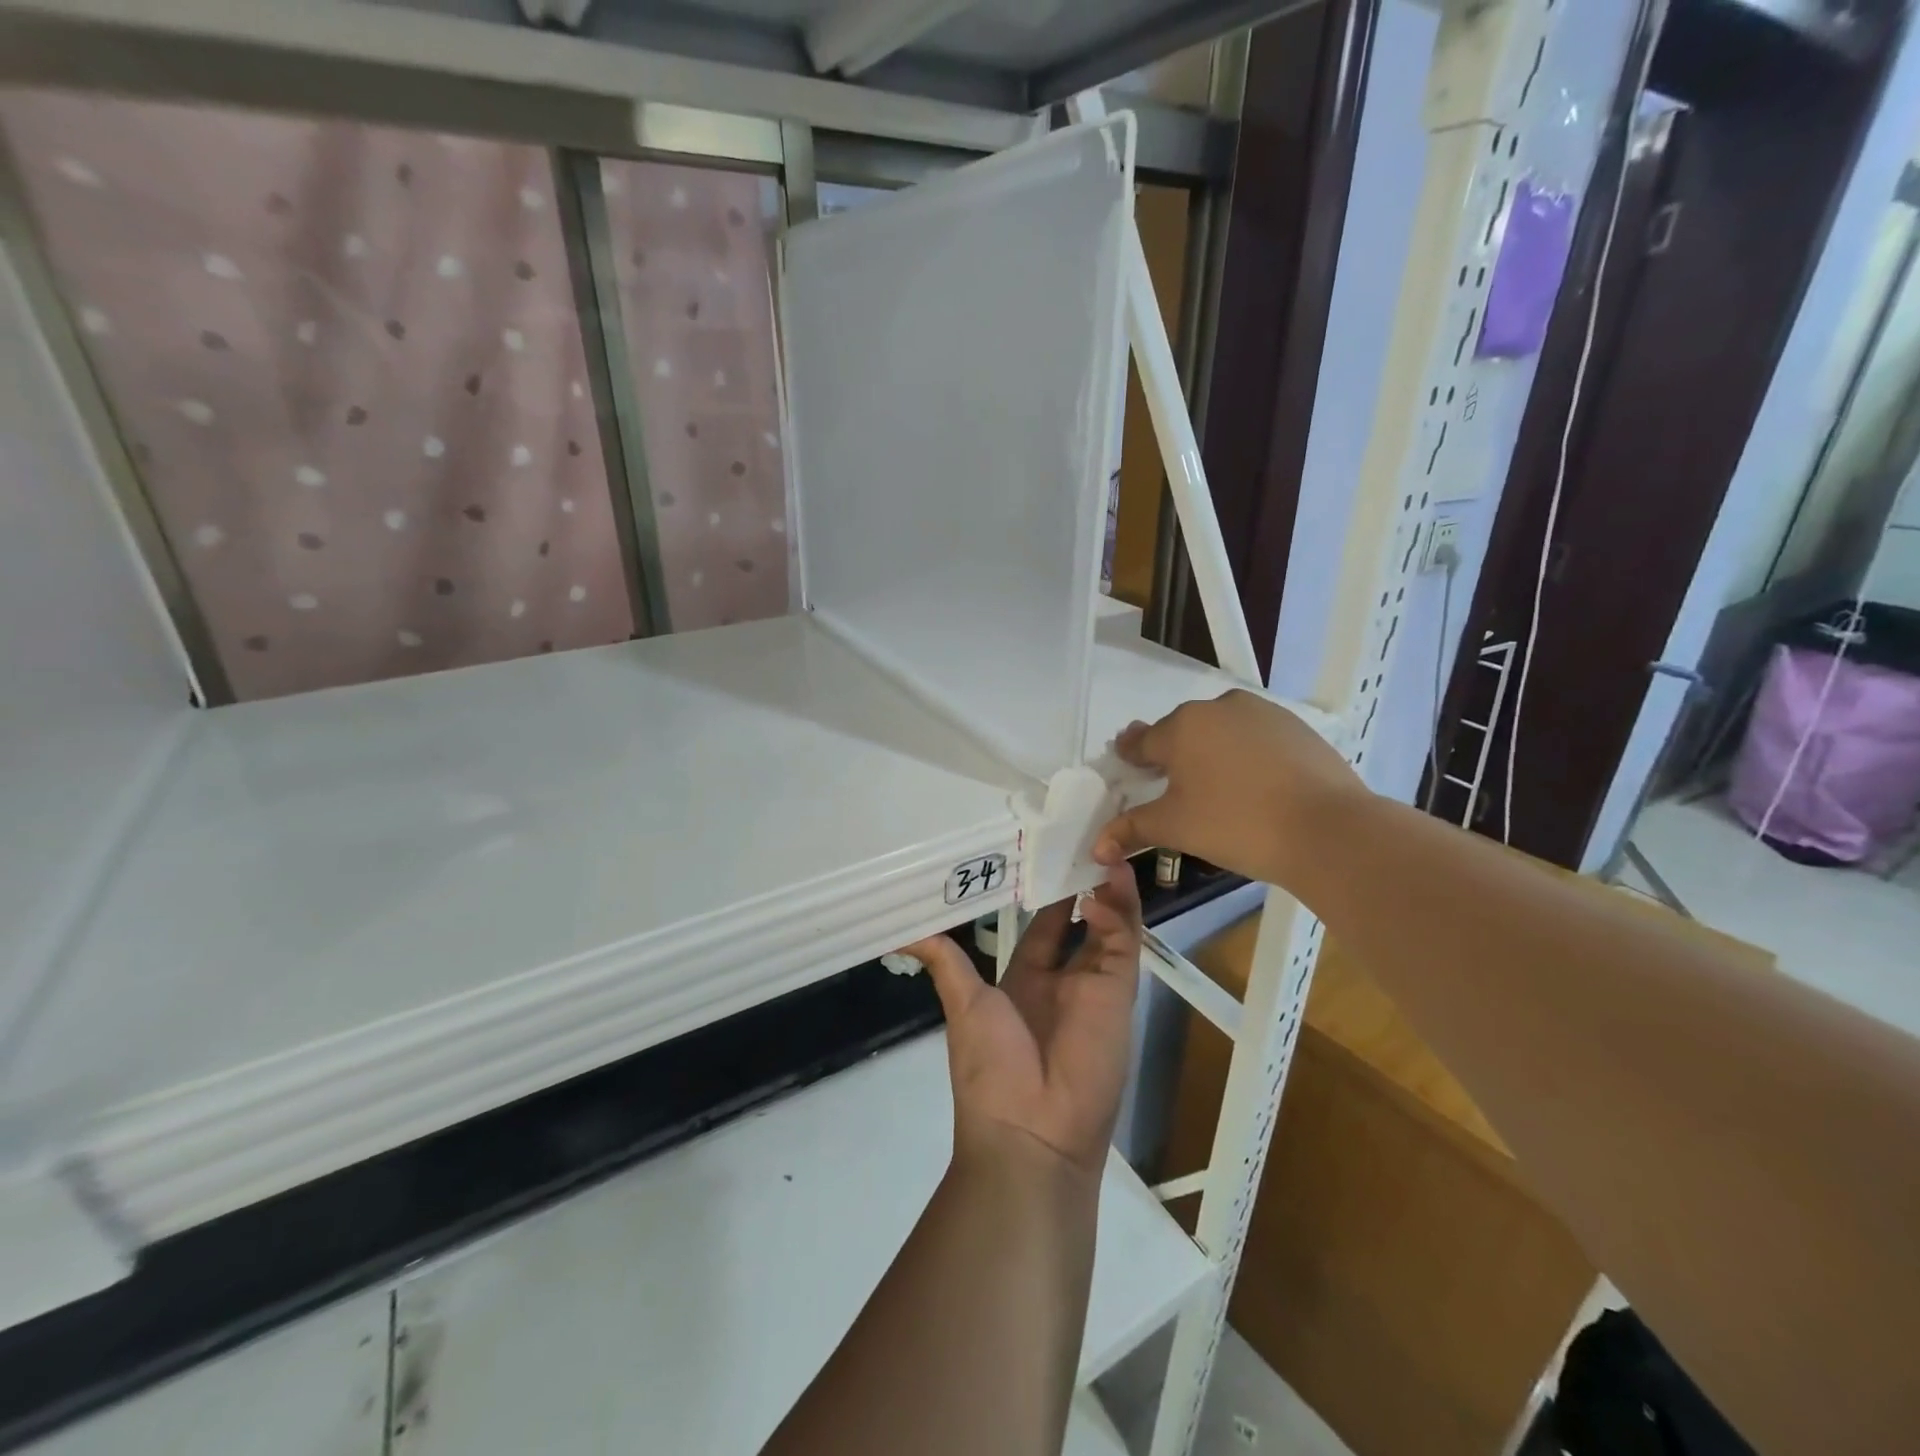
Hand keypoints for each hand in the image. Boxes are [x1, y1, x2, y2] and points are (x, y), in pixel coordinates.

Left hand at [899, 863, 1142, 1176]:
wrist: (1030, 1133)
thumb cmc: (990, 1068)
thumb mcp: (963, 1004)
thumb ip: (945, 961)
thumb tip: (903, 932)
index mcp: (1027, 980)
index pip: (1043, 925)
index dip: (1046, 893)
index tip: (1046, 852)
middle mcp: (1064, 978)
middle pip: (1081, 919)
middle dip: (1084, 883)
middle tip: (1084, 837)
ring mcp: (1095, 984)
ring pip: (1109, 923)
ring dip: (1106, 887)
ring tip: (1100, 845)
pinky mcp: (1120, 991)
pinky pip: (1124, 942)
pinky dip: (1120, 909)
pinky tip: (1104, 881)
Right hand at [1093, 689, 1365, 888]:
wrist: (1327, 830)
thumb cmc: (1236, 823)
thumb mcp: (1175, 828)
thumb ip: (1131, 829)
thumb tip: (1096, 847)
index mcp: (1182, 726)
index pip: (1142, 741)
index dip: (1131, 756)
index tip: (1127, 765)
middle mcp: (1218, 707)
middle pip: (1182, 732)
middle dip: (1173, 755)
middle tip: (1173, 787)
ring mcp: (1262, 713)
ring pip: (1221, 732)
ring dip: (1211, 753)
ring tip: (1217, 789)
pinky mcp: (1297, 728)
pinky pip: (1256, 739)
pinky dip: (1247, 756)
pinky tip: (1255, 786)